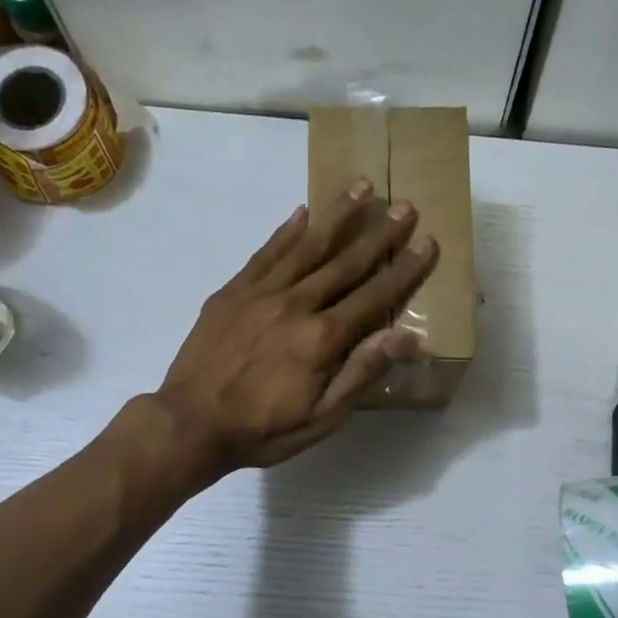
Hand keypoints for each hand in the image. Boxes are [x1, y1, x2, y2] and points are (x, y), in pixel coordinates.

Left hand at [151, 180, 437, 480]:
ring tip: (362, 188)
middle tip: (404, 205)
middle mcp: (295, 304)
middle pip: (345, 262)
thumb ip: (361, 372)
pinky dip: (286, 231)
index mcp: (322, 338)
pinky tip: (302, 213)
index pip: (374, 297)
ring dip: (337, 216)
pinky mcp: (232, 291)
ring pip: (306, 246)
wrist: (190, 423)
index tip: (427, 243)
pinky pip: (265, 253)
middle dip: (379, 234)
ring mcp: (260, 293)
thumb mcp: (322, 418)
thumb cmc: (262, 430)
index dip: (404, 270)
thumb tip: (405, 336)